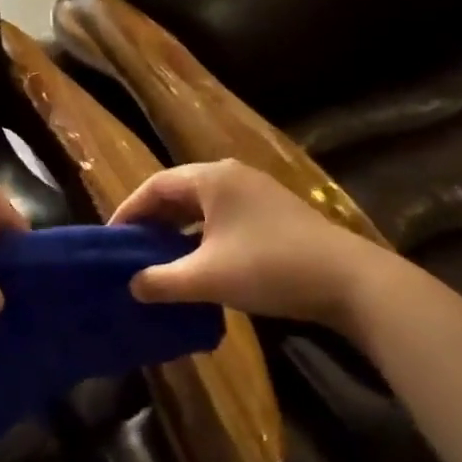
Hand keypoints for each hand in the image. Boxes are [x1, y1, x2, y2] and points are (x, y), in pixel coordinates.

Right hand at [111, 159, 406, 337]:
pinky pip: (223, 217)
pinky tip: (199, 262)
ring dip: (178, 230)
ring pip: (202, 206)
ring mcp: (257, 192)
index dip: (128, 211)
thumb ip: (162, 281)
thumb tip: (132, 285)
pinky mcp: (274, 212)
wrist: (350, 281)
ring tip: (159, 258)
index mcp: (211, 179)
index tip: (111, 239)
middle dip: (152, 221)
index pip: (155, 186)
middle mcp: (232, 176)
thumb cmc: (269, 268)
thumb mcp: (207, 277)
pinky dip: (202, 235)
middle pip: (178, 192)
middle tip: (131, 250)